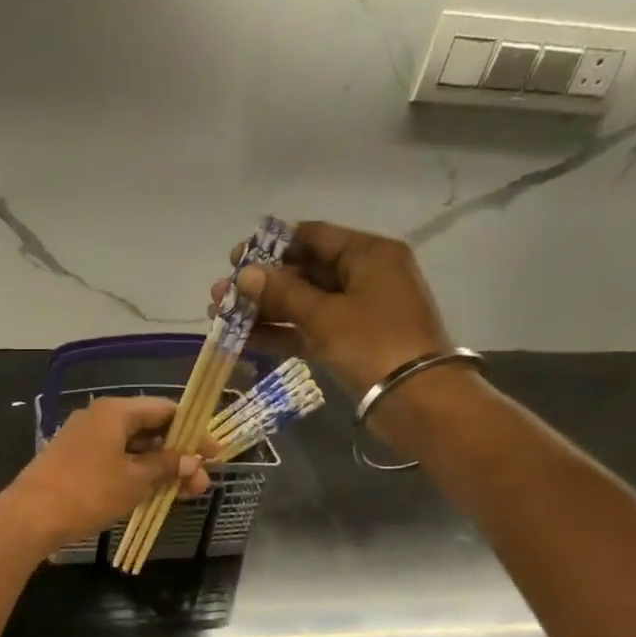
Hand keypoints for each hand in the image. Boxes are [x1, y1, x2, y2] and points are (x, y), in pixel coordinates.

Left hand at [4, 396, 214, 549]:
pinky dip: (134, 474)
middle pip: (149, 428)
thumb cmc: (88, 492)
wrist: (30, 517)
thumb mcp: (135, 480)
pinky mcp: (73, 461)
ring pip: (131, 448)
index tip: (213, 456)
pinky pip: (113, 461)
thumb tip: (191, 460)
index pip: (165, 409)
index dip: (193, 431)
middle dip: (177, 455)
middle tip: (198, 484)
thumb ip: (166, 466)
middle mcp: (99, 418)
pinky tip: (149, 495)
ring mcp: (83, 439)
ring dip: (157, 468)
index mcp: (115, 411)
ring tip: (179, 494)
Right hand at [210, 220, 452, 398]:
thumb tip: (244, 274)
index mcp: (368, 254)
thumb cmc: (374, 344)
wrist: (416, 400)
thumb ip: (282, 293)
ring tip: (220, 317)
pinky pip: (306, 330)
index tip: (235, 259)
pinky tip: (242, 340)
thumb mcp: (325, 315)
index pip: (313, 237)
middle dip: (260, 283)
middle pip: (303, 271)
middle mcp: (363, 276)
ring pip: (301, 304)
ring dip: (263, 310)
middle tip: (220, 294)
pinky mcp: (346, 343)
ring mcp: (354, 312)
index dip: (272, 246)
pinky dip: (278, 333)